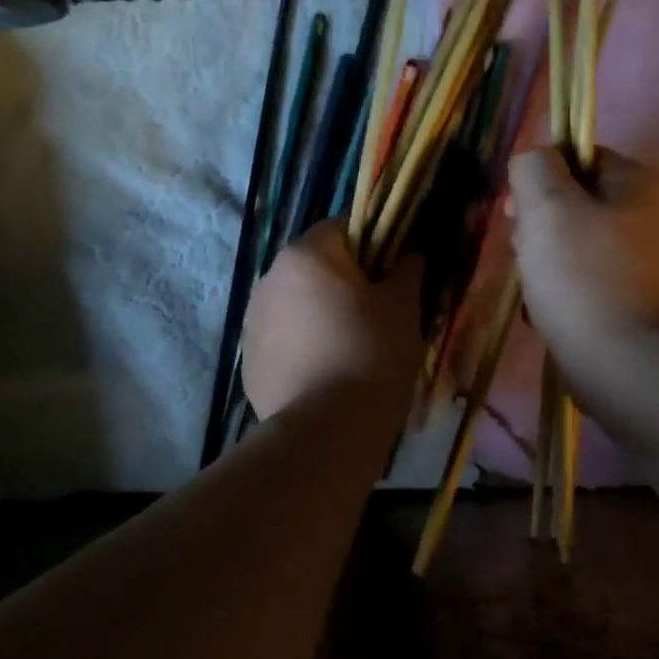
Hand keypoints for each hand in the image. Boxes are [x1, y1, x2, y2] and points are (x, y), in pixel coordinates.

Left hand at [242, 222, 423, 419]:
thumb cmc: (371, 356)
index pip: (343, 227)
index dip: (376, 243)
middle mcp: (268, 279)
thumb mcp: (403, 309)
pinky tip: (326, 375)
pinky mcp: (249, 362)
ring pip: (297, 306)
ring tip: (352, 350)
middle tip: (379, 315)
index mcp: (305, 255)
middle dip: (346, 283)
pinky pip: (284, 342)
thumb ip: (407, 270)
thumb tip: (410, 255)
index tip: (396, 272)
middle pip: (316, 268)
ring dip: (321, 316)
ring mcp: (253, 323)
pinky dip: (304, 349)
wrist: (326, 431)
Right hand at [507, 147, 658, 361]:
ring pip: (568, 240)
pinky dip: (555, 286)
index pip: (576, 156)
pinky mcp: (623, 296)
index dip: (538, 177)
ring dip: (539, 256)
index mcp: (635, 182)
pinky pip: (577, 276)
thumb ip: (534, 167)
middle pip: (570, 200)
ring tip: (532, 283)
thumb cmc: (581, 276)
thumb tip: (531, 160)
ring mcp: (635, 259)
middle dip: (536, 222)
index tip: (515, 210)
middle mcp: (644, 214)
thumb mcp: (548, 206)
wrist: (619, 360)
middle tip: (524, 249)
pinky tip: (543, 306)